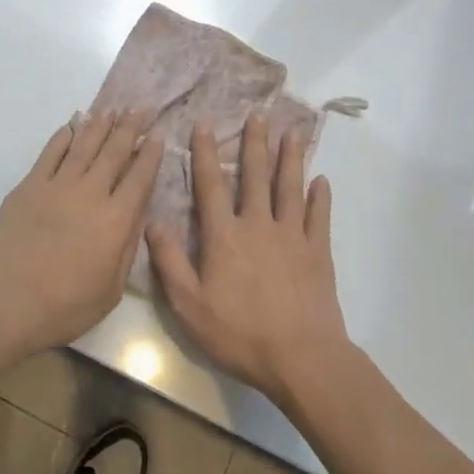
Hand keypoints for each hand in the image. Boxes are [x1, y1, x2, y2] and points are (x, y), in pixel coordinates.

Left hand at [0, 109, 164, 360]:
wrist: (3, 303)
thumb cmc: (63, 308)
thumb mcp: (110, 290)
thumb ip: (128, 247)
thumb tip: (139, 213)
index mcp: (115, 220)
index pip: (139, 178)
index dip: (150, 155)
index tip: (157, 136)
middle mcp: (89, 193)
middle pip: (114, 153)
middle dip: (129, 129)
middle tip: (139, 109)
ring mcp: (56, 185)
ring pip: (84, 146)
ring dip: (99, 125)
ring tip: (112, 109)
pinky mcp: (28, 186)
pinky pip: (50, 152)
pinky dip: (64, 136)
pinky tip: (73, 126)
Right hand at [147, 114, 351, 407]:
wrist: (301, 359)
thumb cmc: (239, 334)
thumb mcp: (189, 305)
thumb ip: (169, 261)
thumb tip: (151, 221)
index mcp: (224, 236)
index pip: (211, 185)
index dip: (205, 152)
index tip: (205, 123)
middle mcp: (258, 225)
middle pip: (255, 176)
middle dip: (255, 143)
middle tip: (259, 114)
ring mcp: (292, 237)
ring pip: (290, 188)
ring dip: (290, 158)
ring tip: (293, 132)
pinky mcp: (318, 253)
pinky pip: (320, 218)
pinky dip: (321, 198)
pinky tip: (322, 181)